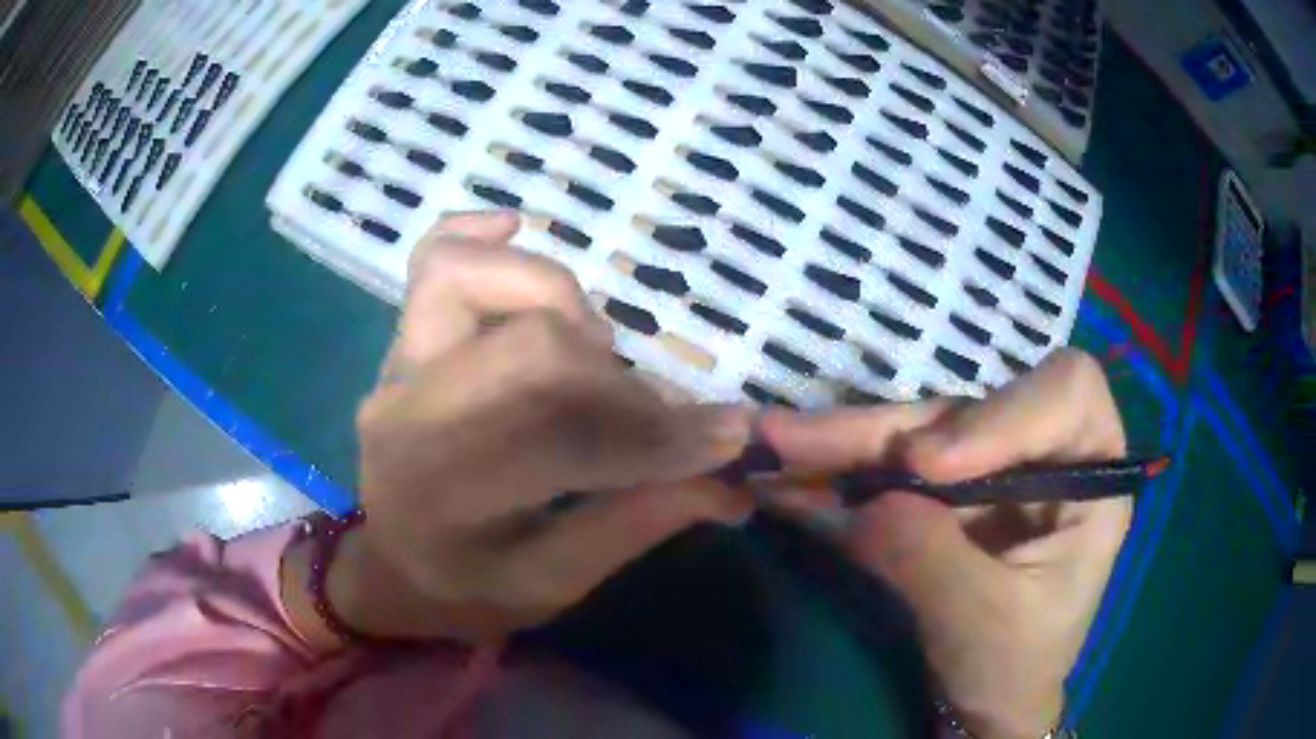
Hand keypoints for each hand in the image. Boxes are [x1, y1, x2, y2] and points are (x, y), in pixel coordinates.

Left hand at [295, 212, 751, 644]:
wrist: (390, 567)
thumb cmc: (468, 589)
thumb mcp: (554, 584)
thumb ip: (637, 523)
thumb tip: (727, 473)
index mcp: (442, 498)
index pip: (558, 442)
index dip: (654, 438)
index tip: (728, 437)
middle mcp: (407, 417)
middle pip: (529, 349)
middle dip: (618, 380)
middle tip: (654, 414)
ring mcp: (397, 366)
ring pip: (474, 280)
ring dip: (559, 302)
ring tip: (593, 350)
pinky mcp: (401, 340)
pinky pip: (430, 260)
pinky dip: (476, 236)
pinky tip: (514, 227)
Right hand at [759, 351, 1131, 738]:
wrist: (984, 706)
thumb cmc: (1015, 667)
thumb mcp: (985, 623)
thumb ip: (933, 560)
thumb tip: (867, 505)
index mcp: (1089, 475)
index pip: (1066, 395)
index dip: (1002, 412)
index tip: (930, 466)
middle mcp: (1038, 455)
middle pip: (969, 411)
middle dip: (886, 429)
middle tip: (797, 438)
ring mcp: (984, 473)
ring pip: (916, 436)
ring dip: (845, 445)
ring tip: (774, 445)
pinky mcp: (939, 498)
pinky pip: (885, 473)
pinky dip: (835, 477)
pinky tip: (784, 478)